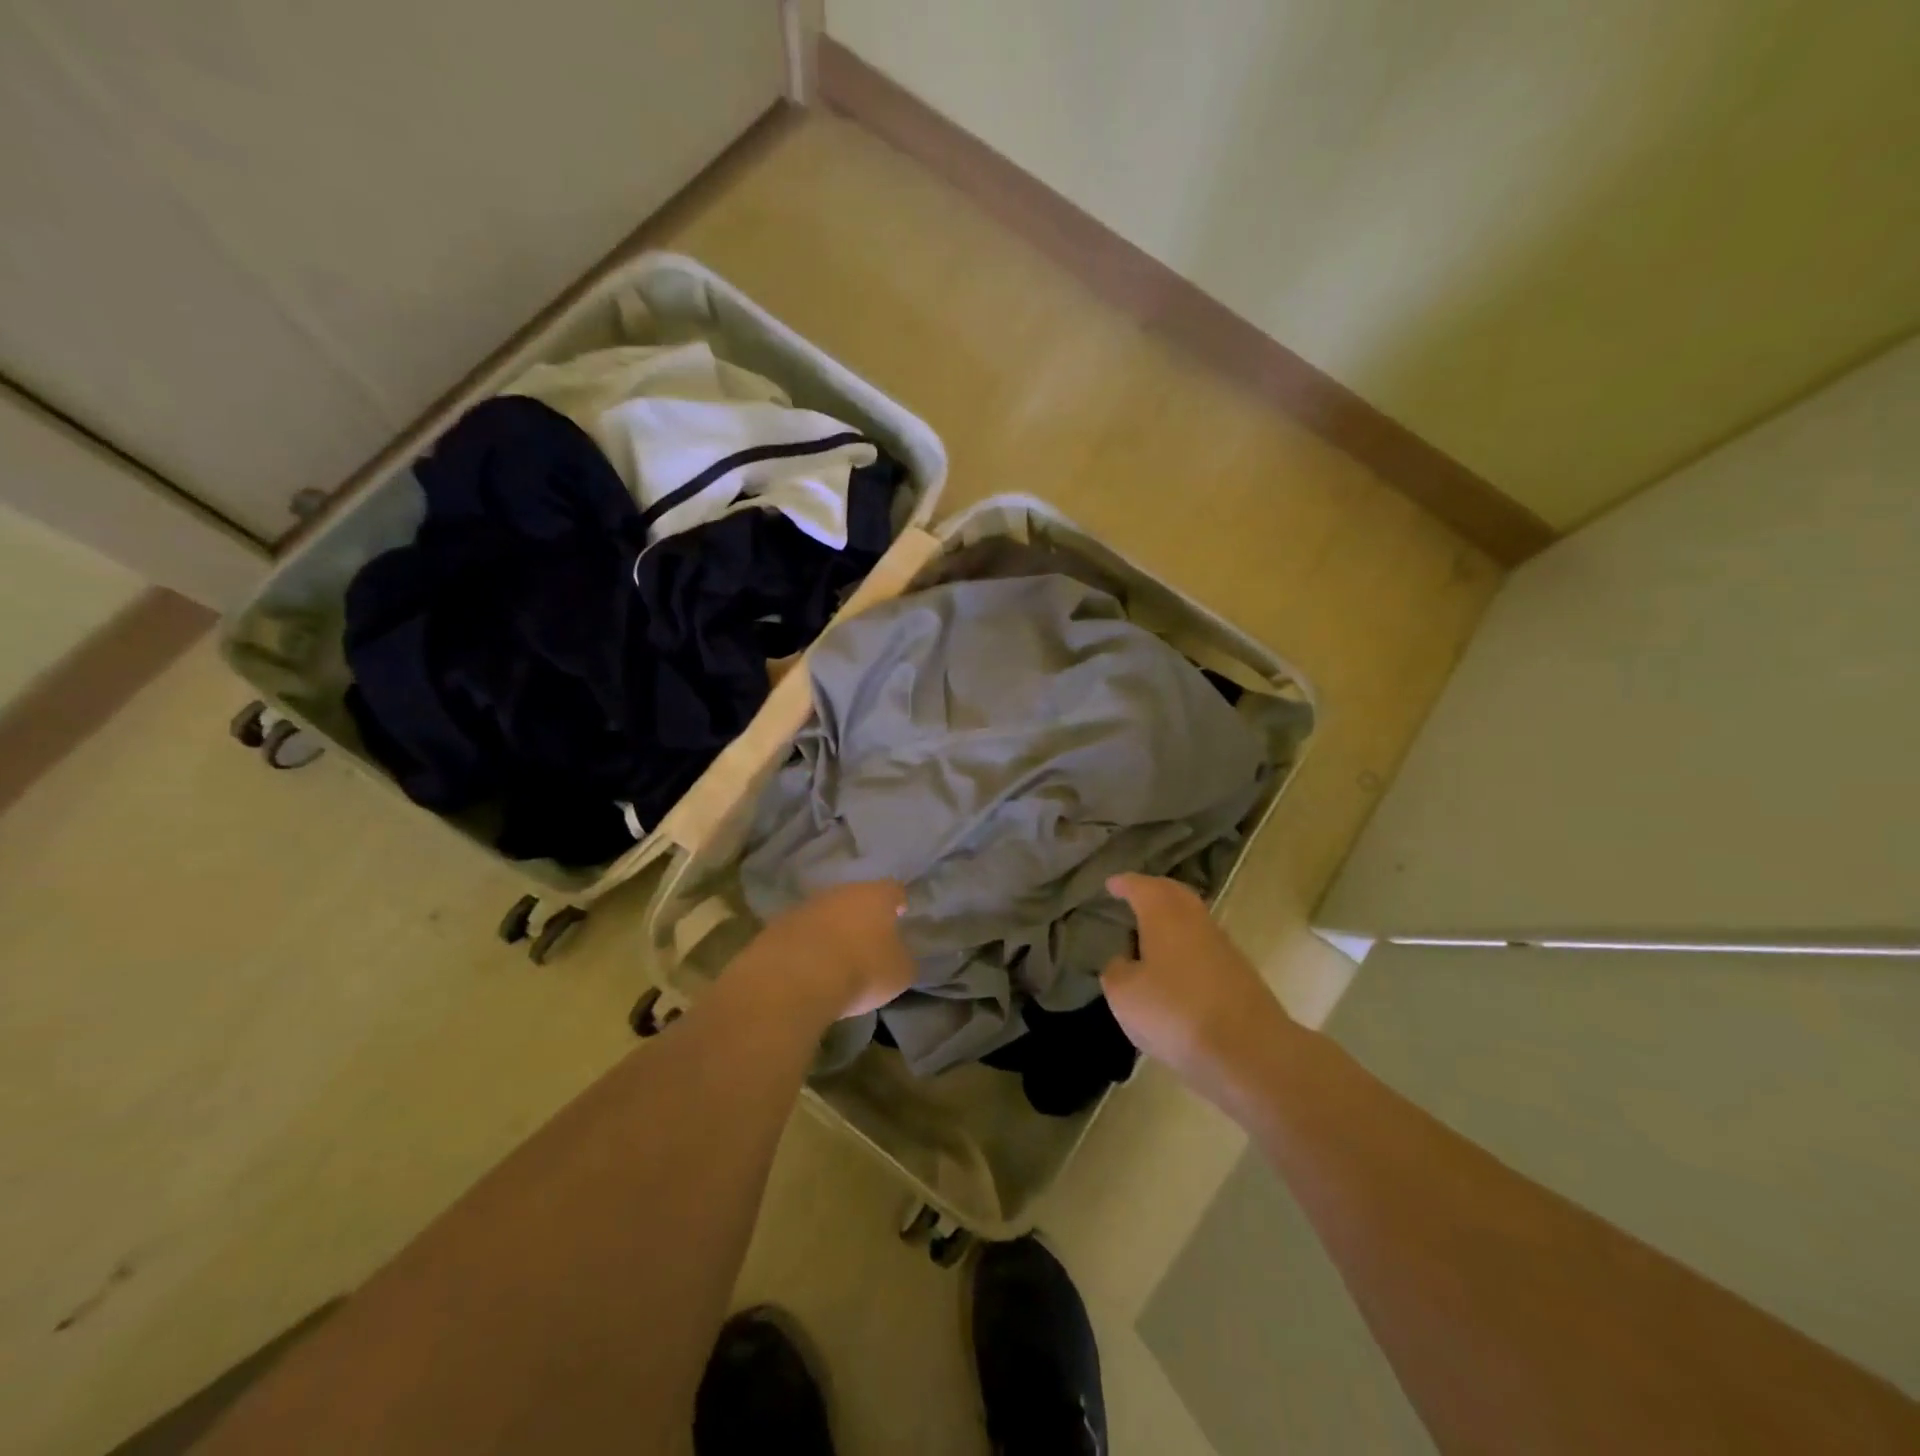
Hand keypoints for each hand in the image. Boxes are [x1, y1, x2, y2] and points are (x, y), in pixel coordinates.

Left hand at [747, 880, 915, 1022]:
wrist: (794, 979)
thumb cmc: (861, 970)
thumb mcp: (899, 972)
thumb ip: (902, 958)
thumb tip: (898, 954)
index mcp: (875, 895)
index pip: (893, 889)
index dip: (898, 902)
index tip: (901, 914)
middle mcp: (840, 891)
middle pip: (856, 897)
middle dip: (862, 915)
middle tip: (868, 938)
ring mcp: (805, 906)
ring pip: (826, 913)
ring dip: (832, 929)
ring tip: (837, 956)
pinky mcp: (777, 926)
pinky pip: (801, 933)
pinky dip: (807, 946)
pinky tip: (809, 968)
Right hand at [1100, 873, 1294, 1096]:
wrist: (1249, 1051)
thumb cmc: (1176, 1012)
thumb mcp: (1125, 995)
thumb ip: (1116, 971)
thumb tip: (1123, 962)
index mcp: (1164, 915)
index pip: (1141, 887)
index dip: (1125, 884)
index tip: (1112, 884)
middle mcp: (1196, 920)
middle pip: (1174, 894)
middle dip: (1153, 891)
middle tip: (1135, 895)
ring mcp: (1223, 946)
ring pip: (1193, 919)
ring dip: (1173, 918)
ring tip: (1152, 930)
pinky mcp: (1240, 974)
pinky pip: (1205, 946)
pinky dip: (1186, 945)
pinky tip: (1176, 965)